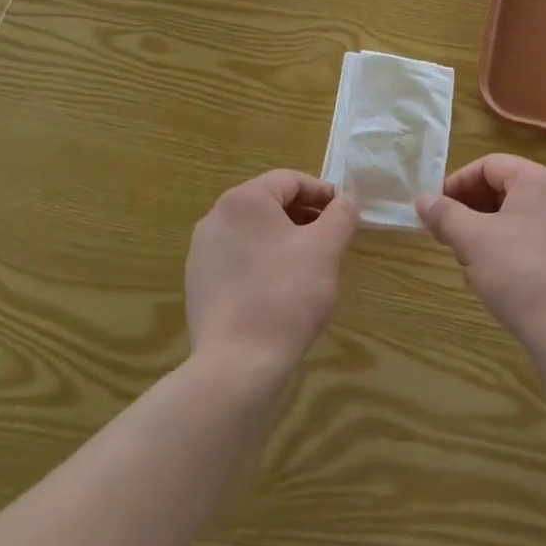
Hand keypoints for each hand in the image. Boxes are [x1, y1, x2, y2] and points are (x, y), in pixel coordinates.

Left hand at [185, 171, 358, 380]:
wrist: (238, 364)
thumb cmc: (287, 294)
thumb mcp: (327, 248)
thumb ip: (342, 214)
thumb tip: (346, 199)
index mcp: (244, 200)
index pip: (290, 180)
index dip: (322, 193)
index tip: (344, 214)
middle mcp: (215, 218)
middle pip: (270, 204)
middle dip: (304, 217)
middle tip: (332, 240)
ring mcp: (201, 253)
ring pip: (254, 233)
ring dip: (284, 240)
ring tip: (309, 266)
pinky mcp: (198, 285)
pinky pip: (238, 260)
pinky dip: (263, 263)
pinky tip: (281, 291)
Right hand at [417, 155, 545, 350]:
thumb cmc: (519, 272)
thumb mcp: (472, 240)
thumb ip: (444, 215)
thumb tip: (422, 199)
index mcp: (538, 180)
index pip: (489, 165)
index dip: (457, 183)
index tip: (435, 210)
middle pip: (502, 189)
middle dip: (469, 210)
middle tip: (447, 235)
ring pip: (513, 217)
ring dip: (483, 233)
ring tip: (466, 261)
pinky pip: (528, 239)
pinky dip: (504, 249)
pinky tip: (490, 279)